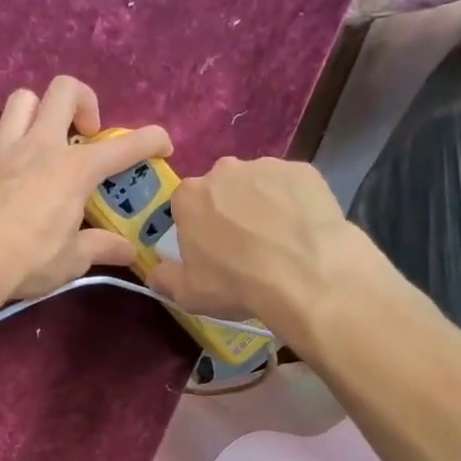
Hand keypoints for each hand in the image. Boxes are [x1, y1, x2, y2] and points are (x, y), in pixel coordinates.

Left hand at [0, 77, 172, 302]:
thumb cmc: (26, 260)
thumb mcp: (71, 261)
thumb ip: (101, 248)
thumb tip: (128, 251)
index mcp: (74, 169)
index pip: (124, 146)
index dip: (150, 140)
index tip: (162, 145)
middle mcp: (39, 146)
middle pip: (64, 90)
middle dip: (84, 102)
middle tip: (85, 134)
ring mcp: (1, 147)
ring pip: (23, 100)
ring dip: (39, 112)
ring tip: (41, 142)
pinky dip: (6, 146)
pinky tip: (5, 174)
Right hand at [146, 157, 386, 338]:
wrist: (305, 275)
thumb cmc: (236, 283)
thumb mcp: (188, 293)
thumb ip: (165, 278)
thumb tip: (155, 272)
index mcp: (189, 196)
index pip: (185, 205)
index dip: (197, 227)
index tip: (210, 249)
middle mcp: (224, 171)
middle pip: (221, 188)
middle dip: (228, 209)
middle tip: (245, 244)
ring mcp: (266, 166)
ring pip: (258, 184)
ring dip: (262, 204)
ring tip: (278, 239)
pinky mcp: (304, 170)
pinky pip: (292, 186)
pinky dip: (295, 202)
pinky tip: (302, 229)